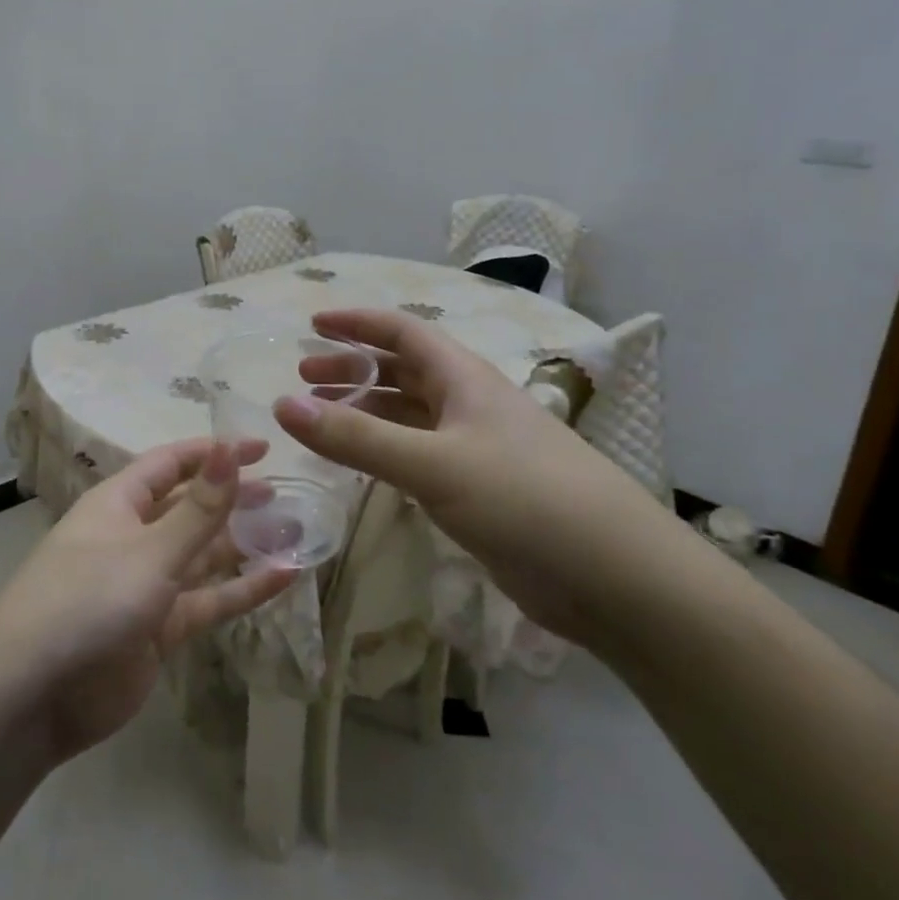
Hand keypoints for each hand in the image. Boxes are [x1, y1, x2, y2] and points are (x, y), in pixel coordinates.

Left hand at [0, 440, 296, 763]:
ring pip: (203, 555)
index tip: (262, 448)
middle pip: (191, 507)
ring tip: (295, 530)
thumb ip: (199, 508)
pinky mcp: (158, 630)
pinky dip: (242, 590)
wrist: (31, 696)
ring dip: (244, 544)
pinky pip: (206, 601)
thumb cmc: (87, 600)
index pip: (172, 464)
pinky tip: (284, 578)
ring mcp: (146, 585)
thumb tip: (230, 448)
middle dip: (233, 498)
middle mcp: (133, 536)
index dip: (214, 453)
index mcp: (120, 503)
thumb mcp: (149, 550)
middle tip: (284, 492)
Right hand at [279, 308, 687, 645]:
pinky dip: (384, 452)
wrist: (615, 576)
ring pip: (409, 416)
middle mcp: (468, 404)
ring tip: (320, 420)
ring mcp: (475, 448)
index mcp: (464, 379)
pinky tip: (362, 465)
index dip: (358, 323)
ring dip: (365, 411)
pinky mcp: (478, 491)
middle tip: (304, 378)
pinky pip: (419, 456)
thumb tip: (283, 406)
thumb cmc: (524, 499)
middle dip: (353, 369)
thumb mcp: (433, 464)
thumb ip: (356, 438)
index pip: (403, 332)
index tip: (314, 323)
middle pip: (402, 371)